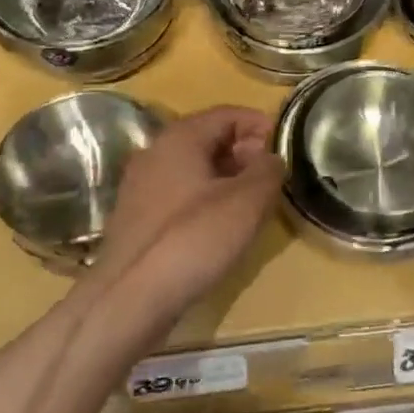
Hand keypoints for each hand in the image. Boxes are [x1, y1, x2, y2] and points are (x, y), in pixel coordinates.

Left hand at [92, 106, 284, 323]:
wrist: (129, 299)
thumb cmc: (193, 239)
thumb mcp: (246, 202)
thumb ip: (268, 171)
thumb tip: (271, 158)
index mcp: (179, 137)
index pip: (227, 114)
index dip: (259, 124)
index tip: (284, 147)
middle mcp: (155, 152)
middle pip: (208, 138)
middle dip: (244, 152)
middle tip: (271, 177)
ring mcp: (140, 186)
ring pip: (193, 168)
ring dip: (226, 178)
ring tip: (252, 204)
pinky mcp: (136, 218)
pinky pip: (178, 194)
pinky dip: (204, 199)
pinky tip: (219, 227)